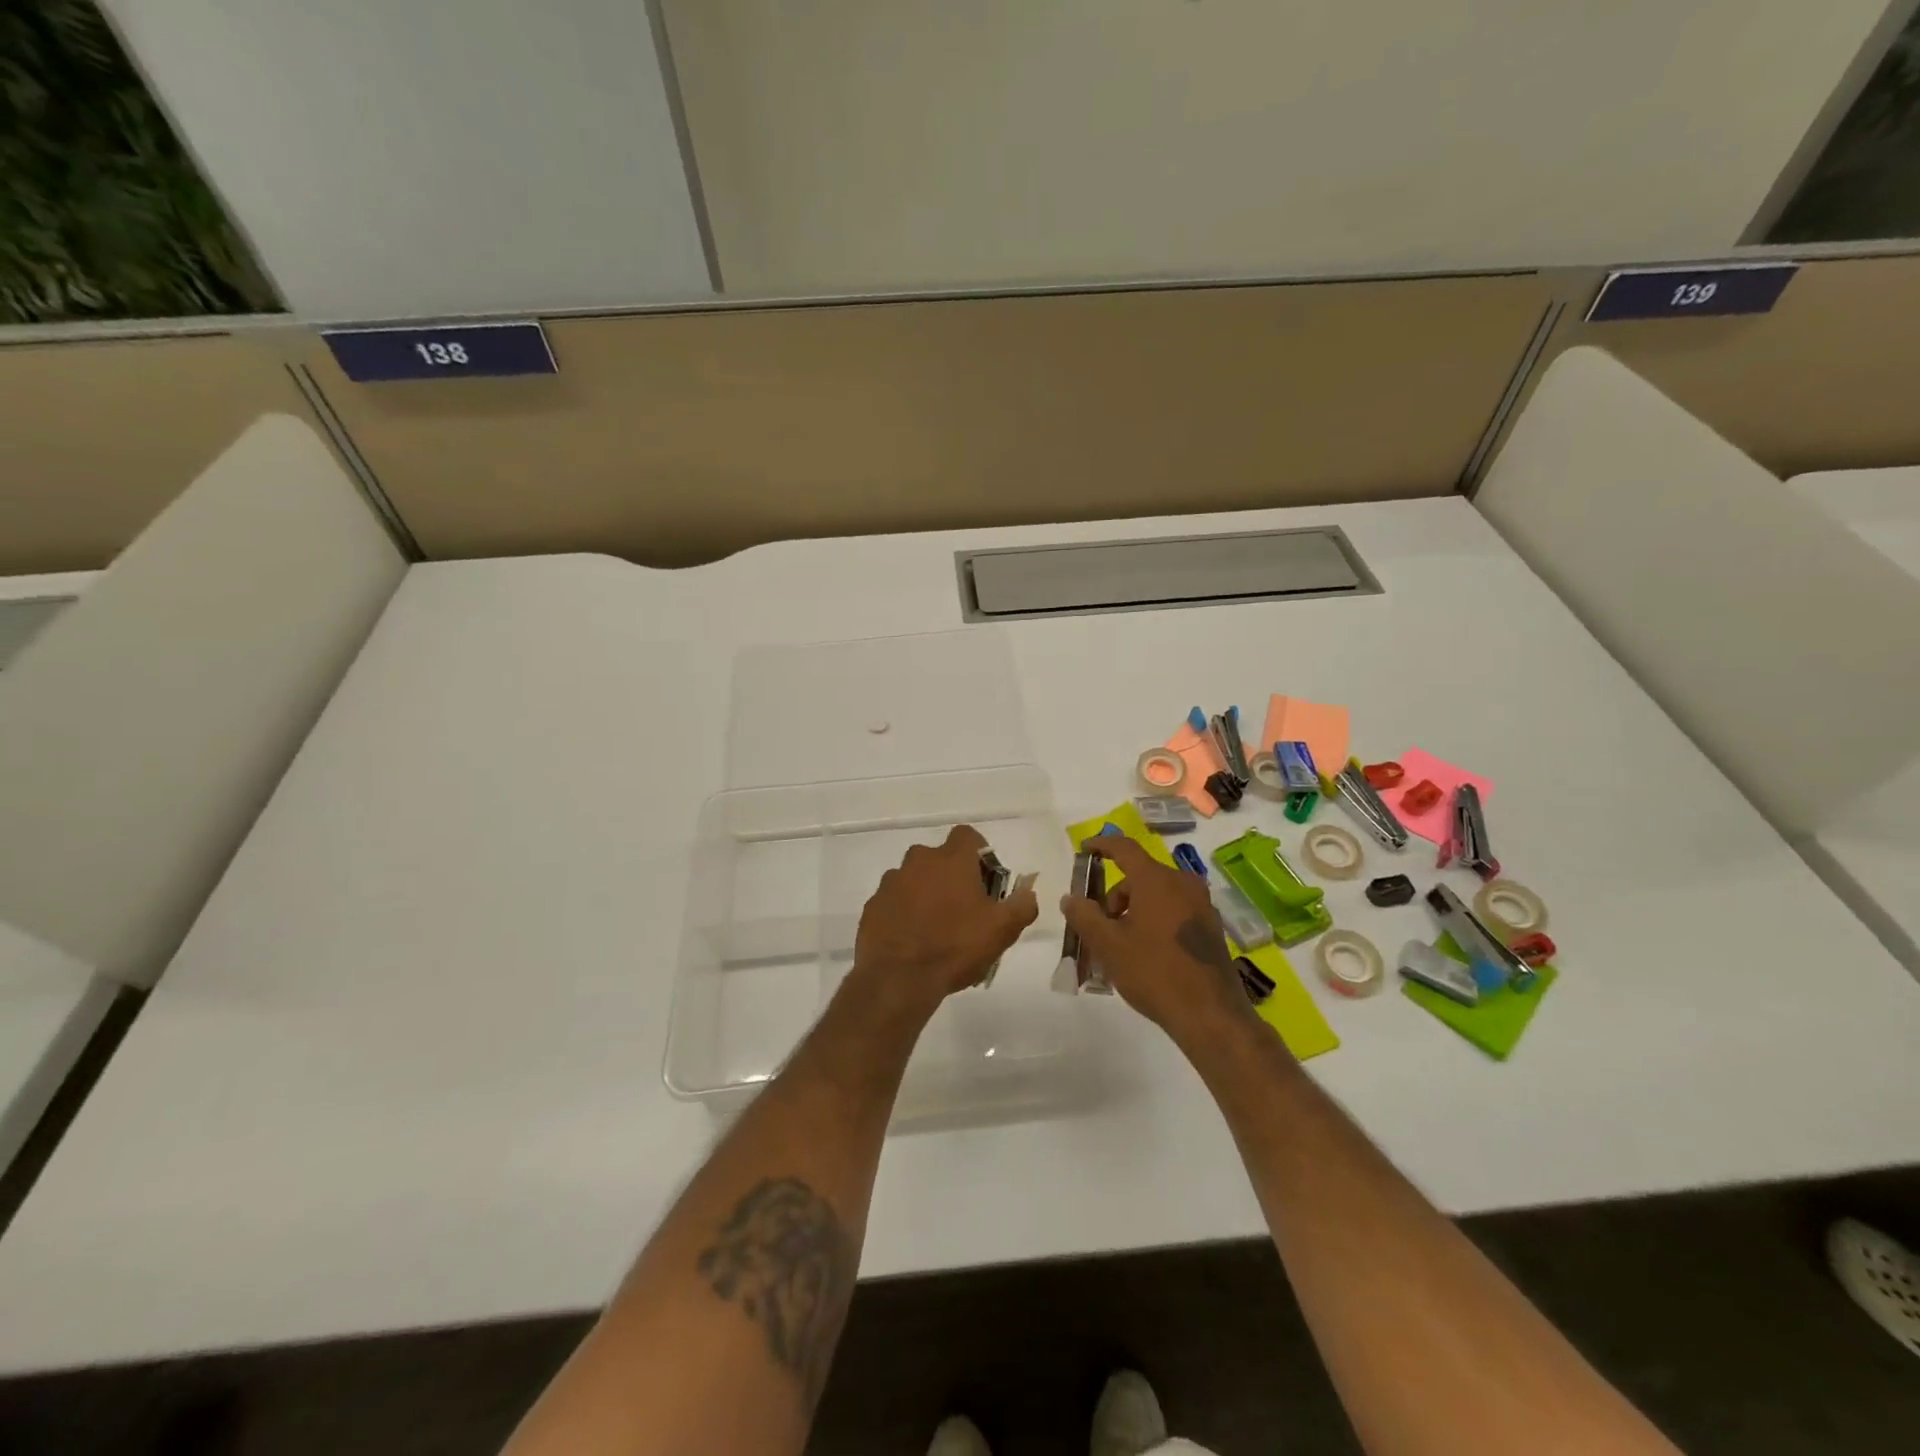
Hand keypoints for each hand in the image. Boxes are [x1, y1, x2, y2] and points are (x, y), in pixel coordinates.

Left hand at [851, 824, 1039, 1017]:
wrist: (898, 979)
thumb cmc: (955, 947)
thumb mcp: (1002, 930)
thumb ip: (1022, 905)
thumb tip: (1028, 893)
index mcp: (951, 860)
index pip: (968, 836)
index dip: (980, 854)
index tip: (986, 881)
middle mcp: (918, 861)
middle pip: (940, 858)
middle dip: (952, 877)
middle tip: (965, 909)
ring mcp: (891, 882)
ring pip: (915, 879)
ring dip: (926, 894)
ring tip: (937, 929)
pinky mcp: (873, 906)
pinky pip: (894, 901)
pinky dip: (904, 912)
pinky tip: (913, 940)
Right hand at [1059, 836, 1261, 1048]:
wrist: (1210, 1015)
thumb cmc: (1154, 972)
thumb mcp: (1108, 945)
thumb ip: (1084, 916)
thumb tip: (1071, 898)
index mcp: (1157, 880)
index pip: (1124, 848)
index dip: (1101, 846)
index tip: (1084, 850)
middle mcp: (1182, 884)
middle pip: (1139, 876)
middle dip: (1114, 896)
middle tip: (1098, 926)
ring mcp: (1201, 905)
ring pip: (1156, 895)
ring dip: (1133, 911)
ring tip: (1120, 946)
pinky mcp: (1211, 927)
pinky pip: (1173, 911)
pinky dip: (1153, 921)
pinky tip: (1145, 953)